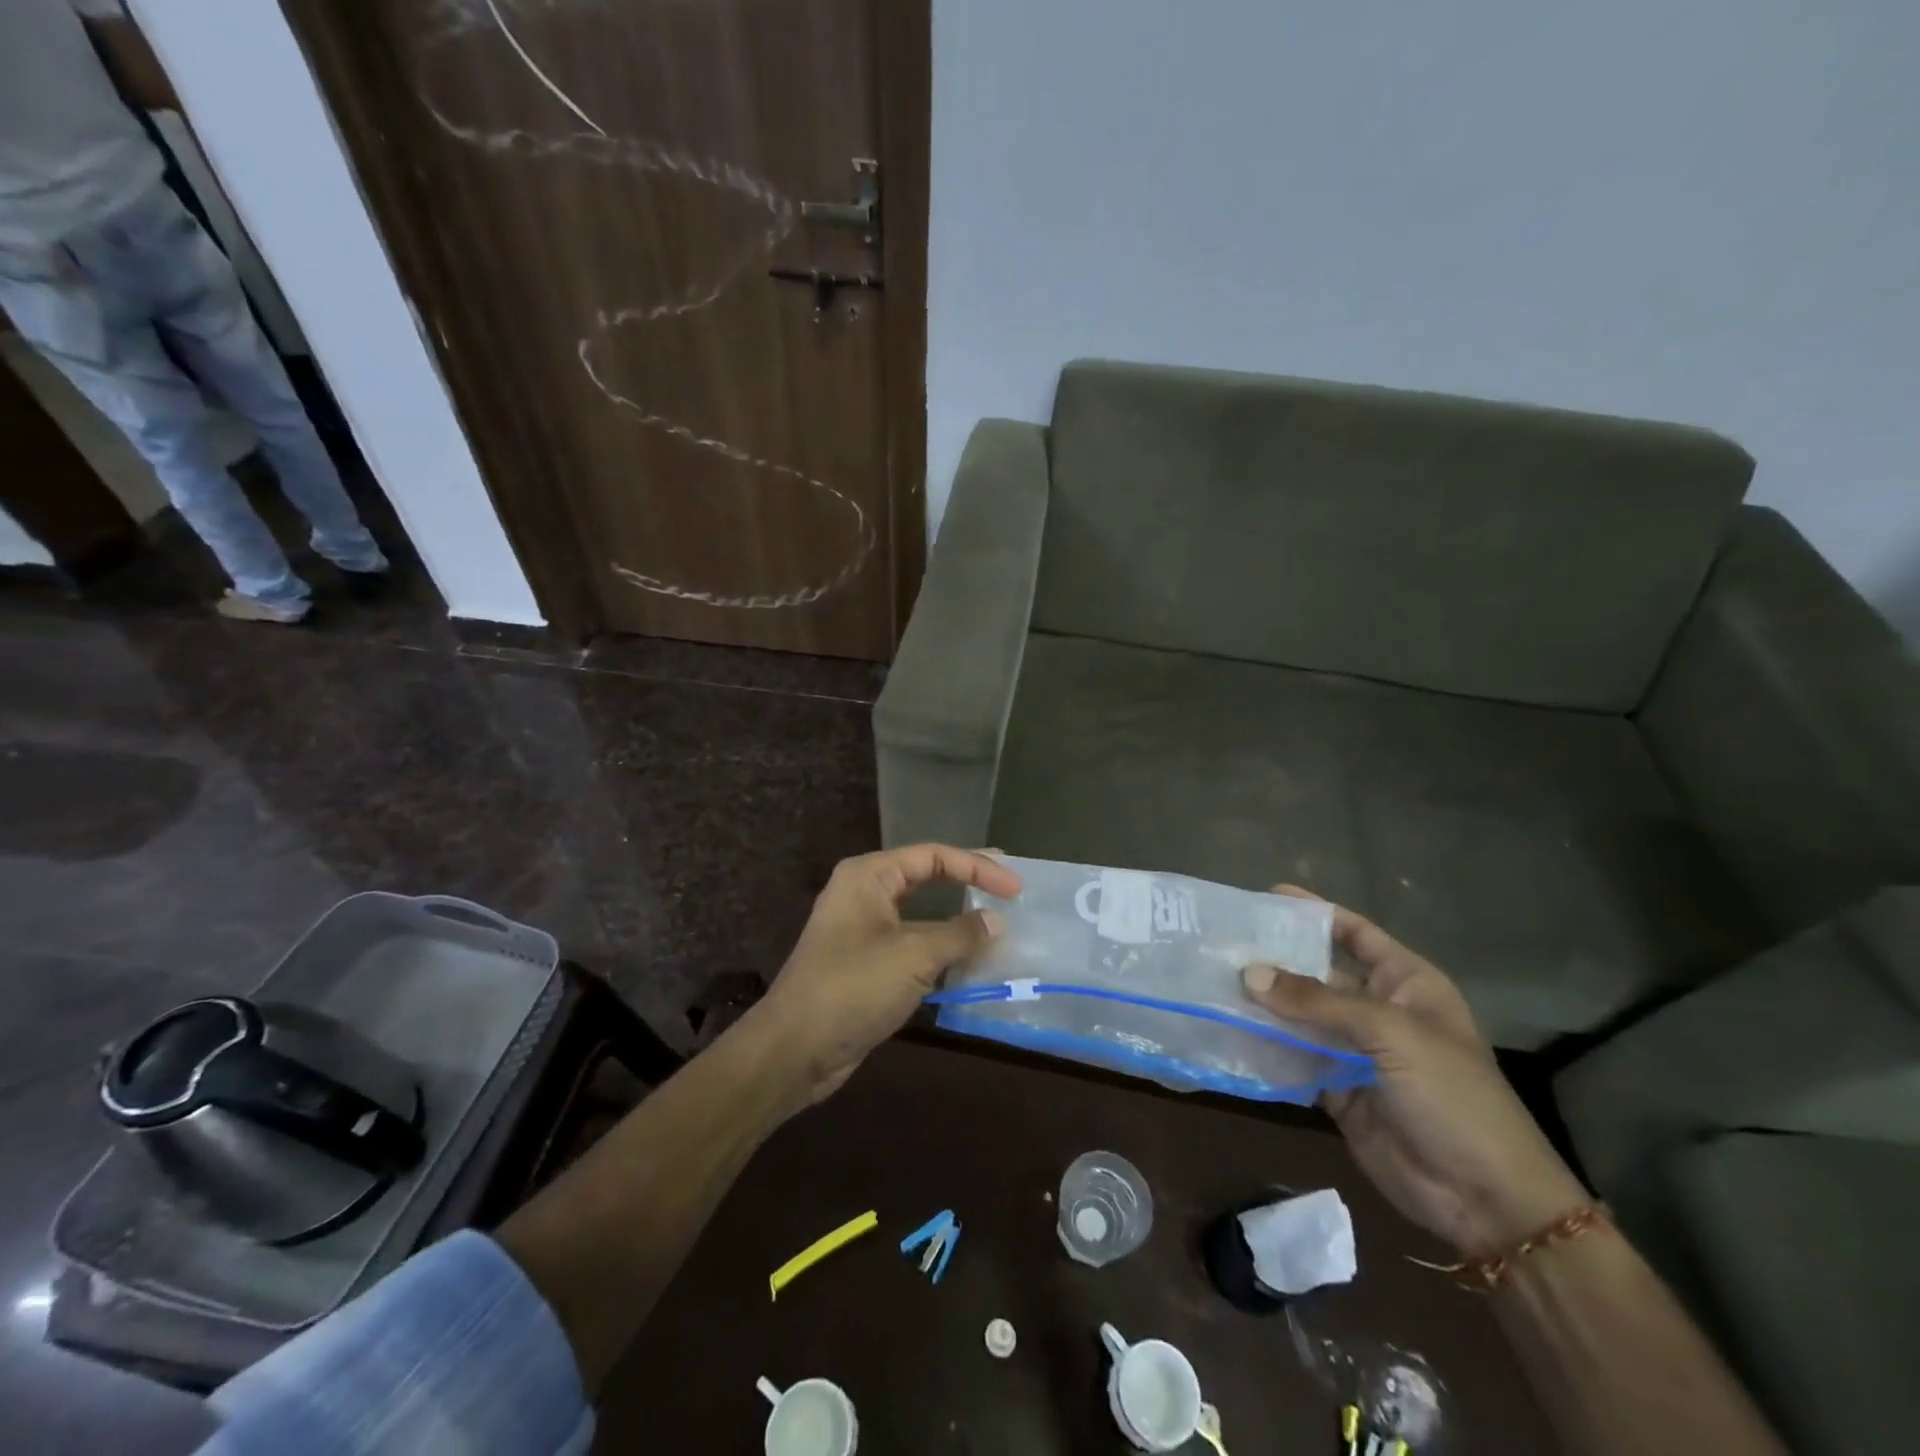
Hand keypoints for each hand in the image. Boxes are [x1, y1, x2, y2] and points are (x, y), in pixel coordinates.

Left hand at [746, 844, 1020, 1105]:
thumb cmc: (854, 987)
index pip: (933, 855)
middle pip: (925, 876)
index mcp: (869, 875)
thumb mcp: (914, 955)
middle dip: (967, 881)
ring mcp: (863, 930)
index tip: (1015, 887)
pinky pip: (911, 945)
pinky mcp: (866, 964)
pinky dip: (940, 949)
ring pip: (920, 914)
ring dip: (956, 919)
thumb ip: (960, 933)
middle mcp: (864, 893)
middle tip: (1009, 887)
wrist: (795, 1049)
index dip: (977, 866)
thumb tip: (996, 921)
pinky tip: (967, 960)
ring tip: (996, 923)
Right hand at [1243, 887, 1588, 1256]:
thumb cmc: (1452, 1096)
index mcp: (1406, 983)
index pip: (1356, 933)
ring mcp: (1355, 1051)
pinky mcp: (1335, 1088)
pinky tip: (1226, 1030)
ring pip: (1299, 1016)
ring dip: (1263, 1003)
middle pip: (1318, 973)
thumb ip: (1317, 1002)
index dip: (1316, 912)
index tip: (1266, 896)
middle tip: (1222, 943)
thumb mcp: (1390, 1034)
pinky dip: (1264, 1046)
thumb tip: (1248, 973)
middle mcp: (1377, 1010)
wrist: (1484, 1199)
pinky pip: (1293, 1057)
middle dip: (1275, 959)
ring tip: (1211, 981)